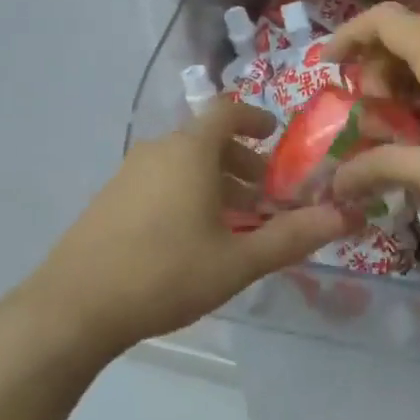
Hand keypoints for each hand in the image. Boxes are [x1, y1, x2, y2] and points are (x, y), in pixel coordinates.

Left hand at [13, 99, 351, 355]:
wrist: (74, 307)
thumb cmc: (166, 274)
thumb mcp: (238, 260)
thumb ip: (292, 237)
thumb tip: (345, 216)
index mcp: (189, 152)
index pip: (226, 112)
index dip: (254, 119)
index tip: (274, 136)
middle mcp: (156, 152)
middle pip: (205, 142)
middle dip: (240, 163)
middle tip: (265, 196)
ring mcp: (126, 175)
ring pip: (181, 165)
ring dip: (213, 183)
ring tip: (234, 222)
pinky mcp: (108, 201)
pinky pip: (158, 183)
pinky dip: (185, 195)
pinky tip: (191, 239)